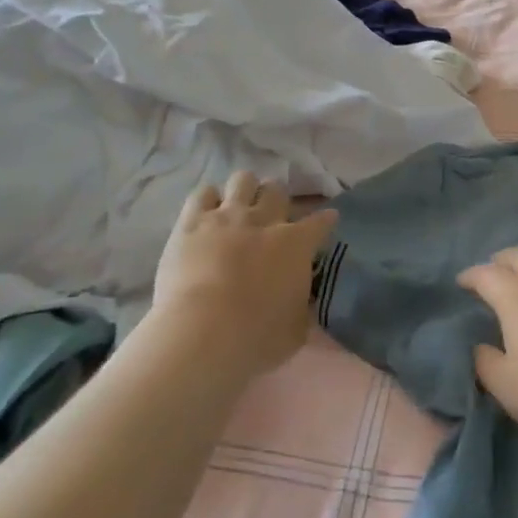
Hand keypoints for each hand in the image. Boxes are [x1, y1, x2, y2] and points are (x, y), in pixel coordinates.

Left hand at [152, 171, 338, 380]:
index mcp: (297, 244)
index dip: (325, 220)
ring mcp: (227, 216)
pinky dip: (209, 200)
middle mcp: (265, 220)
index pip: (321, 221)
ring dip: (245, 191)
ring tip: (239, 208)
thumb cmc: (257, 338)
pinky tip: (208, 214)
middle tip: (272, 218)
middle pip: (277, 190)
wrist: (203, 334)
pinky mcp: (192, 221)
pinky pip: (203, 193)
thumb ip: (302, 306)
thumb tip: (303, 300)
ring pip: (243, 179)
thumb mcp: (297, 329)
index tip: (326, 222)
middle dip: (278, 200)